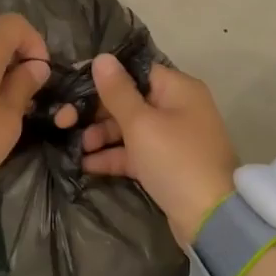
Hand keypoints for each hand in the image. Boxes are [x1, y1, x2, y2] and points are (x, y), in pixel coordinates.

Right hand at [81, 55, 238, 243]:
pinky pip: (134, 152)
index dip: (105, 78)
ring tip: (78, 147)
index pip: (136, 71)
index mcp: (178, 89)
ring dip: (102, 135)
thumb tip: (102, 58)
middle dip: (98, 112)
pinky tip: (86, 164)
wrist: (209, 217)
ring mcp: (172, 138)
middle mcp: (177, 108)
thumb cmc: (174, 160)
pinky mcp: (165, 164)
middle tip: (66, 122)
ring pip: (129, 128)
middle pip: (130, 100)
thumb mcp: (141, 123)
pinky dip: (113, 156)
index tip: (75, 86)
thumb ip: (117, 92)